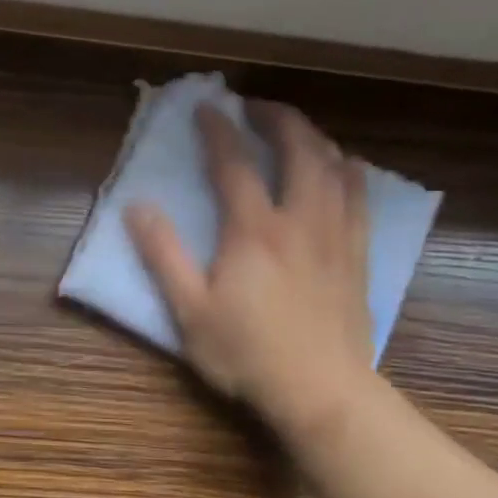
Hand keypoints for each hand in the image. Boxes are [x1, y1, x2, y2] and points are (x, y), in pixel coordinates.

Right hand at [125, 102, 373, 439]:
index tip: (206, 107)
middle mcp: (300, 221)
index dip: (218, 131)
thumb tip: (137, 208)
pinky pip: (361, 199)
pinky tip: (343, 168)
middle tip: (256, 105)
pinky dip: (349, 171)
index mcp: (254, 231)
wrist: (322, 392)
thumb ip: (163, 255)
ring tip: (296, 129)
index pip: (234, 165)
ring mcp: (336, 236)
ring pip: (335, 167)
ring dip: (314, 137)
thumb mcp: (189, 310)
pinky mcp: (357, 256)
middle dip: (278, 118)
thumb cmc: (247, 354)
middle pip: (299, 151)